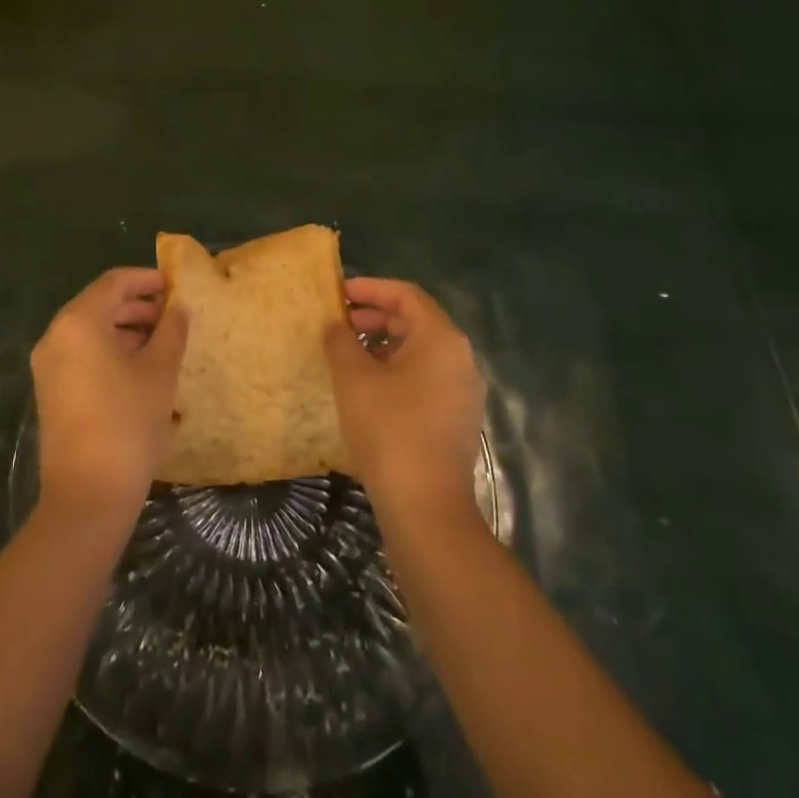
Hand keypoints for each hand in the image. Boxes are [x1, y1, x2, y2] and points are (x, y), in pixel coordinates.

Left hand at [31, 267, 188, 521]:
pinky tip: (141, 370)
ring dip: (126, 329)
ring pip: (91, 331)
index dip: (146, 279)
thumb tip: (177, 307)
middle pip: (100, 304)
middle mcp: (56, 336)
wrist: (87, 496)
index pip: (114, 282)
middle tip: (172, 316)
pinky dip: (110, 351)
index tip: (174, 285)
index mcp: (79, 322)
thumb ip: (171, 330)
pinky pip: (82, 354)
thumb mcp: (160, 372)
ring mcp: (49, 366)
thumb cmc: (128, 422)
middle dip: (138, 306)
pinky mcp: (51, 391)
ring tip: (162, 343)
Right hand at [324, 277, 483, 519]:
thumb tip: (336, 326)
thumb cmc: (390, 431)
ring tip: (348, 355)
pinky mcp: (456, 418)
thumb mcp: (354, 379)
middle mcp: (459, 358)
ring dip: (383, 344)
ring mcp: (462, 390)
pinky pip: (425, 376)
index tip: (338, 293)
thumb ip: (341, 342)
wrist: (427, 510)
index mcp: (441, 339)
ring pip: (420, 350)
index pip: (406, 295)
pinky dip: (396, 369)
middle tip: (340, 324)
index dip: (370, 288)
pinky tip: (368, 388)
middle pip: (415, 320)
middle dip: (375, 316)